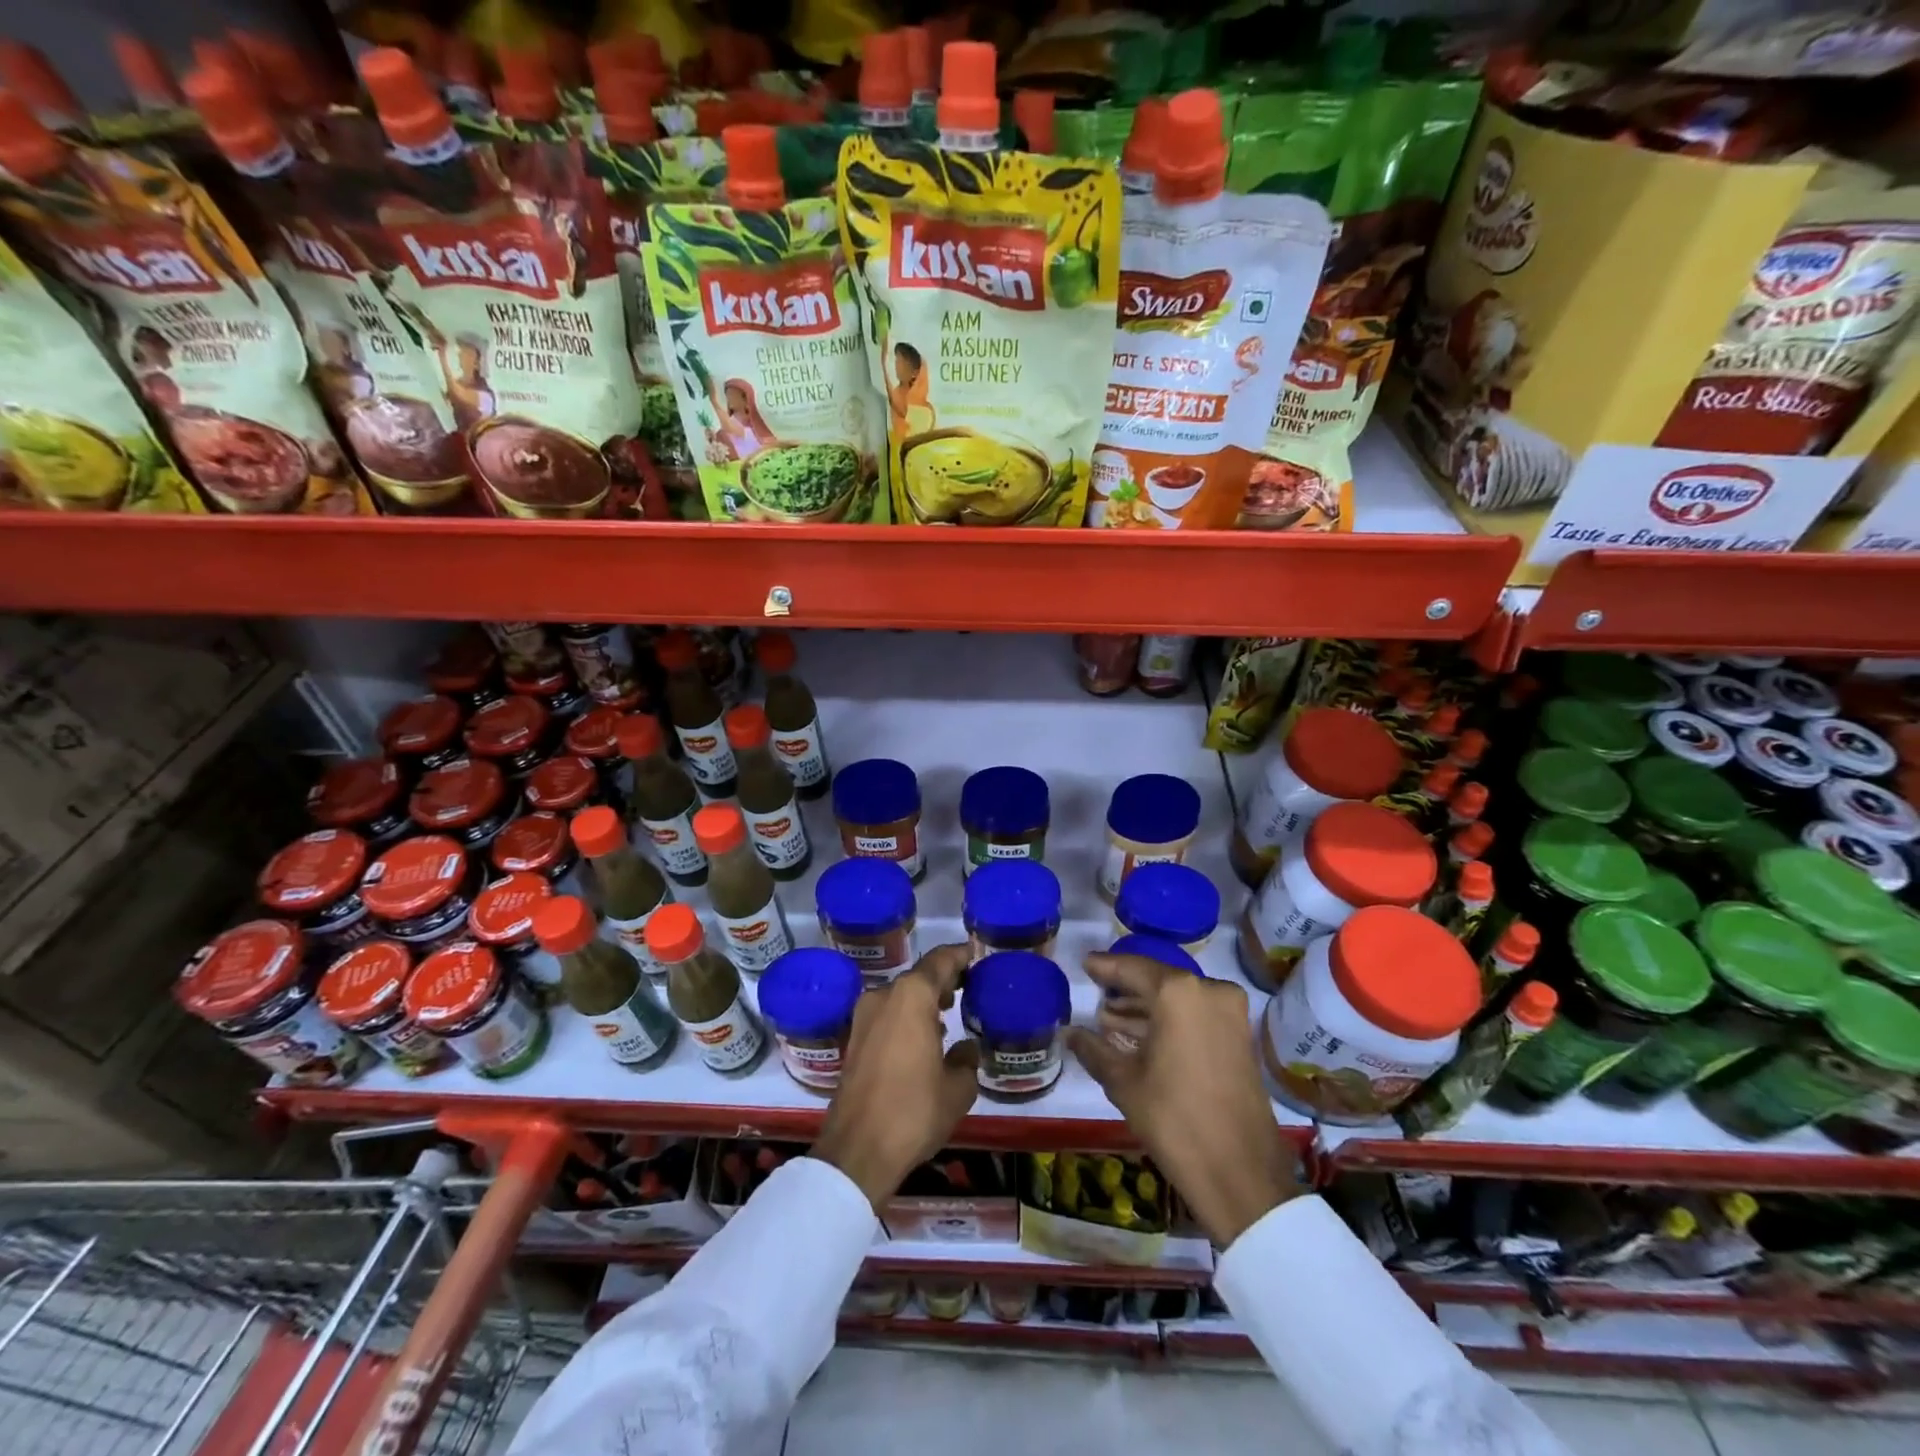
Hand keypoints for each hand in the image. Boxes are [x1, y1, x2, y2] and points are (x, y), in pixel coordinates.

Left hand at [812, 943, 979, 1208]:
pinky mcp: (853, 1040)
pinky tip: (924, 1038)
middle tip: (968, 988)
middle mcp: (884, 996)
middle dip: (943, 980)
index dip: (960, 956)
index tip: (976, 957)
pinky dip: (907, 1017)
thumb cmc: (914, 1111)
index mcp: (911, 996)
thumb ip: (966, 1060)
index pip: (940, 960)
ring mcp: (863, 1018)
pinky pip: (887, 1015)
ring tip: (949, 1012)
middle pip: (919, 977)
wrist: (857, 1151)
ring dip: (923, 1000)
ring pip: (901, 996)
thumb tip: (966, 1048)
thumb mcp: (957, 1089)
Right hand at [1069, 954, 1300, 1247]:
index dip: (1105, 967)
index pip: (1132, 968)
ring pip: (1178, 999)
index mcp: (1178, 993)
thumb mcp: (1124, 1082)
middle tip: (1096, 991)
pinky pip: (1195, 1015)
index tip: (1085, 964)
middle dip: (1126, 988)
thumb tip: (1069, 1033)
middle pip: (1158, 980)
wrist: (1240, 1174)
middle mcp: (1210, 991)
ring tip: (1109, 1018)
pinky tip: (1139, 1035)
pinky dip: (1168, 1021)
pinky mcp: (1240, 1037)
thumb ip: (1094, 1049)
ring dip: (1146, 1008)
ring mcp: (1230, 1013)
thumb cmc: (1174, 1119)